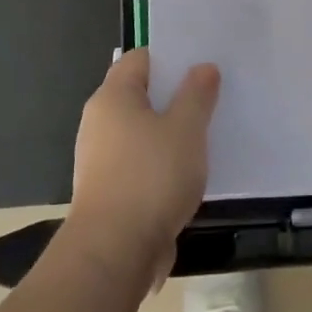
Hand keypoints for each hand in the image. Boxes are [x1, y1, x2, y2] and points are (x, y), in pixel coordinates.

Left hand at [67, 49, 219, 285]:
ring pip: (142, 132)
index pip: (141, 59)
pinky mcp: (107, 191)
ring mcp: (99, 159)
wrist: (113, 253)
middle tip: (212, 97)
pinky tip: (187, 174)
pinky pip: (139, 163)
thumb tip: (202, 68)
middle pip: (141, 95)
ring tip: (206, 136)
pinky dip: (161, 163)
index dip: (172, 57)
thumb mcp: (186, 128)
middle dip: (175, 96)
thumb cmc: (151, 177)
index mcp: (112, 97)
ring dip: (170, 133)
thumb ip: (197, 94)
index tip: (203, 64)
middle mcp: (99, 122)